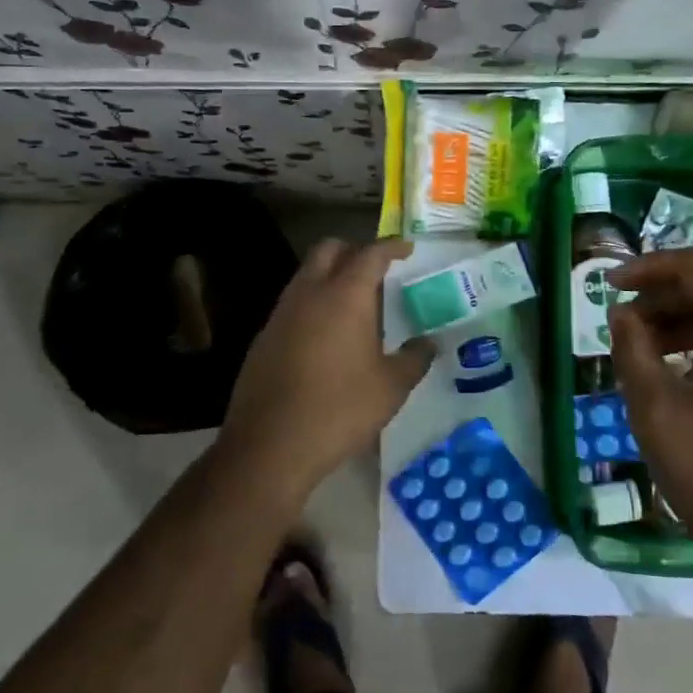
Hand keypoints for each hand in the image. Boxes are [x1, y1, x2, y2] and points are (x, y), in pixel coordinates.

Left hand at [221, 237, 433, 493]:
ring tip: (355, 305)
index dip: (391, 247)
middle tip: (377, 270)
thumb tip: (429, 344)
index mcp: (345, 295)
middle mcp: (309, 293)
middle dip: (354, 250)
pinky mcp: (264, 337)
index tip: (406, 249)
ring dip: (330, 276)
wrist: (270, 445)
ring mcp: (281, 313)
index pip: (370, 253)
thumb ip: (414, 359)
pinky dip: (313, 304)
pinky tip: (326, 337)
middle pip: (329, 250)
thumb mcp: (390, 388)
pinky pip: (293, 304)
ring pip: (306, 275)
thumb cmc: (340, 409)